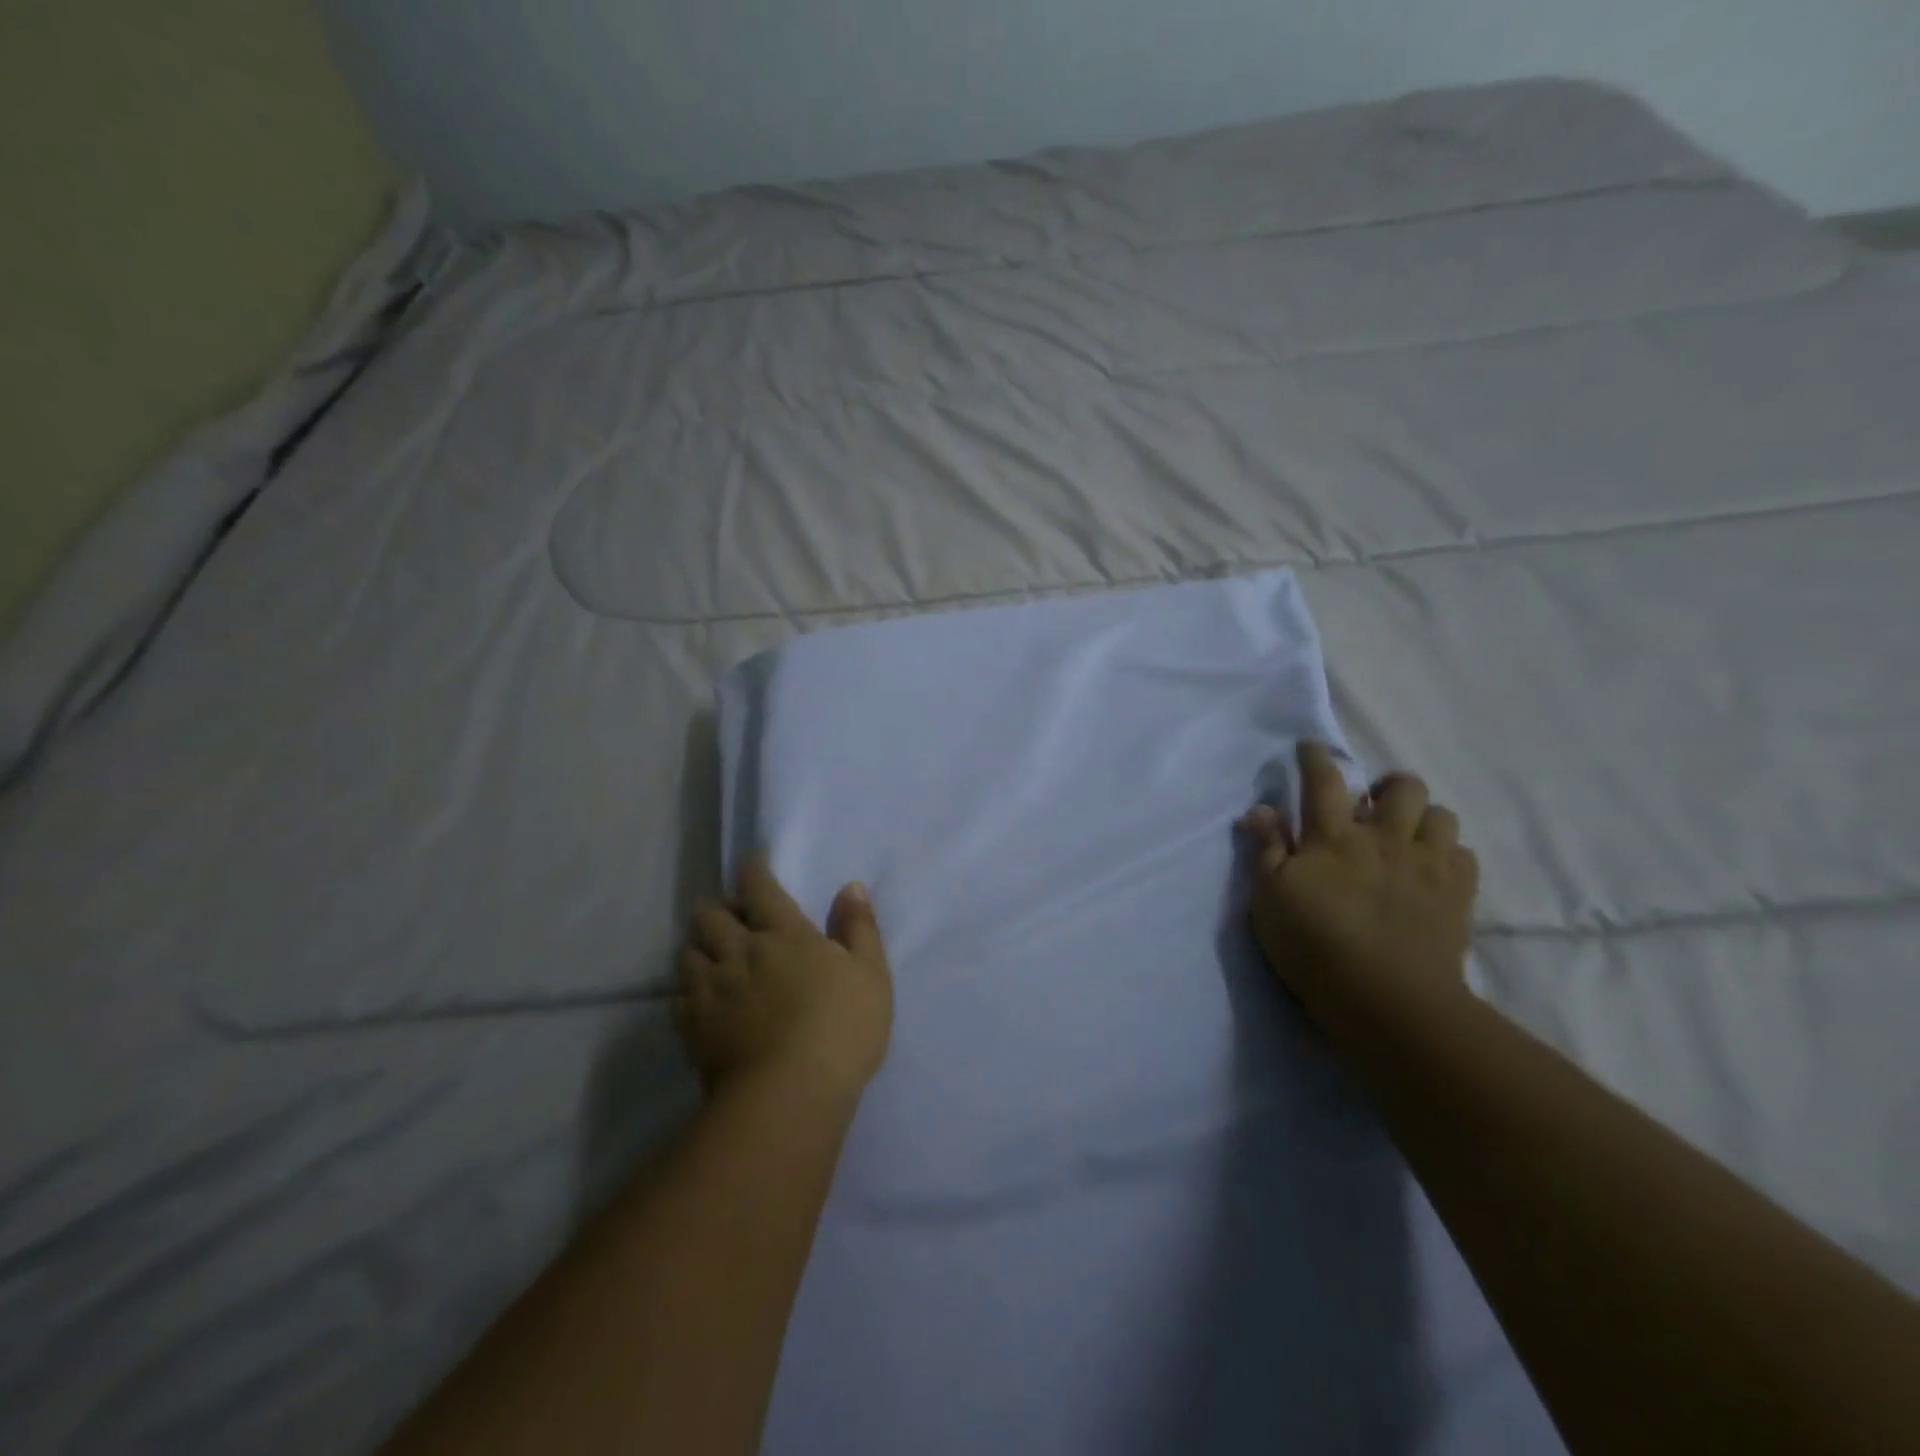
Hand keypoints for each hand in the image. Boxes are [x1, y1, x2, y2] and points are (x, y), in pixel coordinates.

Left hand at [677, 855, 893, 1102]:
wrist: (789, 1095)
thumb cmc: (841, 1028)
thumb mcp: (870, 974)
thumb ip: (859, 927)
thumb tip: (850, 886)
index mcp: (783, 933)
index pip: (759, 887)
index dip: (753, 871)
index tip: (752, 865)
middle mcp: (739, 951)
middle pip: (710, 915)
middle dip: (718, 909)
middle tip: (732, 918)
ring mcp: (711, 989)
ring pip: (687, 951)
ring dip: (699, 946)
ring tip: (712, 956)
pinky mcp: (692, 1027)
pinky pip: (678, 996)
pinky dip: (687, 989)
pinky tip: (700, 999)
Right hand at [1238, 741, 1478, 1026]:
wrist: (1388, 1001)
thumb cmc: (1314, 947)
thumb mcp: (1270, 899)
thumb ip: (1266, 850)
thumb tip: (1260, 809)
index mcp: (1334, 837)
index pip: (1324, 781)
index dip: (1316, 757)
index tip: (1311, 746)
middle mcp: (1385, 839)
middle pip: (1402, 787)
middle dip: (1387, 784)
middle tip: (1372, 803)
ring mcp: (1427, 865)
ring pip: (1440, 814)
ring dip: (1422, 817)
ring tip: (1406, 835)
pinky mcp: (1458, 895)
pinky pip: (1464, 854)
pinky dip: (1447, 852)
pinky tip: (1431, 868)